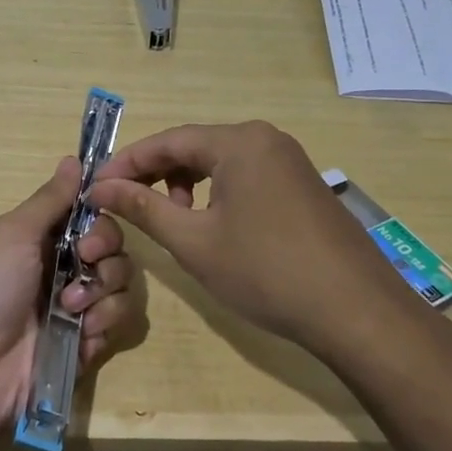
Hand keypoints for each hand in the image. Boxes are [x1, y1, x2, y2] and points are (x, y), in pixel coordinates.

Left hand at [0, 157, 146, 450]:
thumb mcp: (12, 234)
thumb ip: (50, 199)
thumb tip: (74, 158)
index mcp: (40, 239)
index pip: (89, 215)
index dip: (99, 215)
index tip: (94, 219)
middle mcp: (61, 268)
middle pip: (113, 247)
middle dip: (105, 252)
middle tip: (82, 261)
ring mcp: (75, 308)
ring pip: (121, 284)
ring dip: (102, 292)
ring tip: (70, 310)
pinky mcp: (87, 345)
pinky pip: (118, 323)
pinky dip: (103, 324)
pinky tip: (80, 335)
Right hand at [87, 121, 423, 358]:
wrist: (356, 311)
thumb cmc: (266, 271)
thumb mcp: (194, 241)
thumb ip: (144, 208)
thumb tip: (100, 188)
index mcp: (239, 141)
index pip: (167, 141)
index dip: (126, 163)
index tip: (95, 187)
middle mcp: (265, 139)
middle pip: (194, 147)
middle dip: (154, 174)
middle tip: (123, 203)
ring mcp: (289, 161)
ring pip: (220, 163)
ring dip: (185, 185)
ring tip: (169, 219)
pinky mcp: (302, 186)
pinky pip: (245, 177)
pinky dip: (216, 193)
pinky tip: (210, 225)